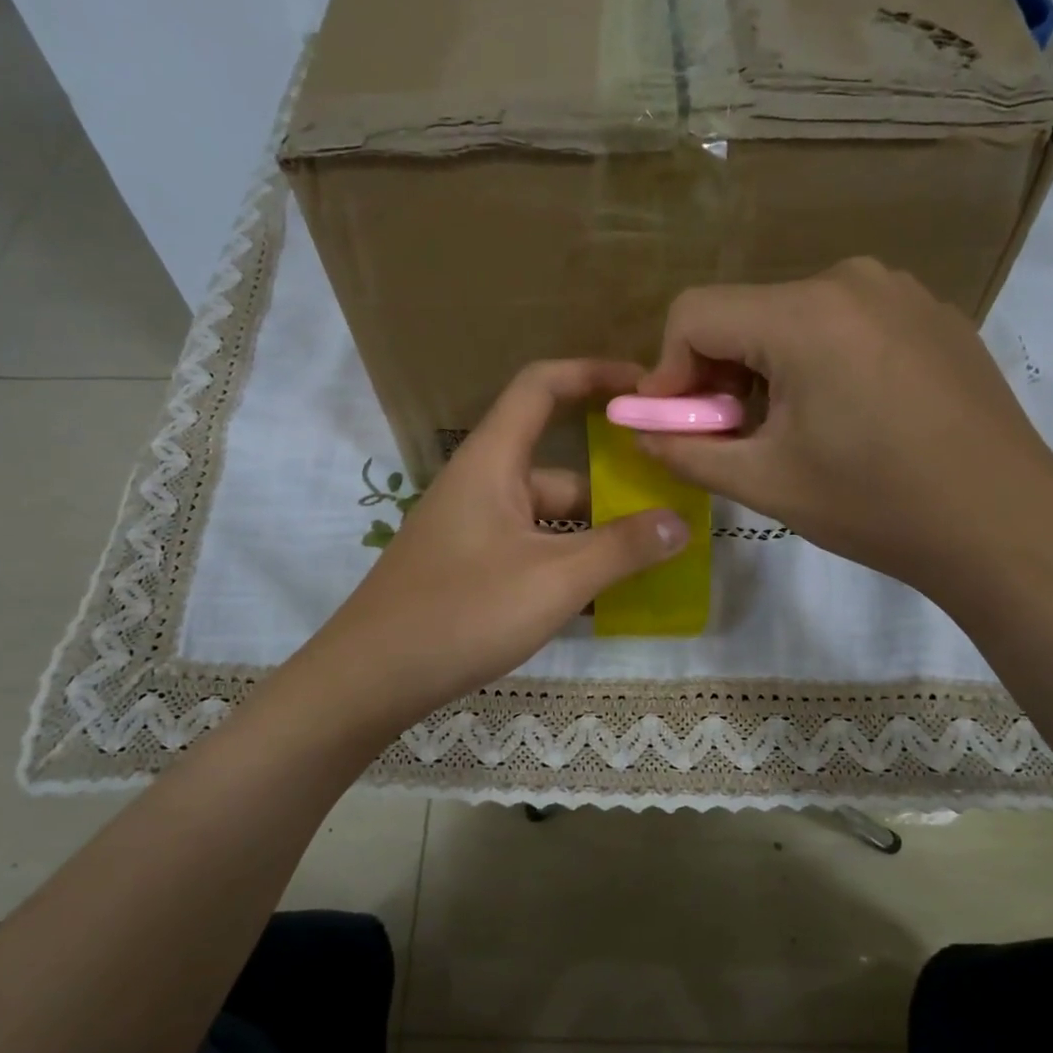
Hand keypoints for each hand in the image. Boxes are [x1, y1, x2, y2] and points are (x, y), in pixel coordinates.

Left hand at [310, 360, 688, 724]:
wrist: (371, 678)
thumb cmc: (463, 613)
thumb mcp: (554, 580)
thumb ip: (622, 549)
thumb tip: (681, 523)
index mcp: (492, 462)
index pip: (542, 386)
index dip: (594, 374)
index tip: (646, 390)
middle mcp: (482, 485)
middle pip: (559, 467)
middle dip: (614, 486)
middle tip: (672, 507)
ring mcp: (475, 530)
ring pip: (548, 518)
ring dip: (595, 535)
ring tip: (653, 560)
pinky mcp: (471, 569)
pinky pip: (532, 550)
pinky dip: (568, 564)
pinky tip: (605, 599)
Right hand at [635, 258, 1052, 630]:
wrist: (1003, 523)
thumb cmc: (875, 506)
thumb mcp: (765, 483)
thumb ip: (686, 451)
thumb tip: (640, 432)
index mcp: (805, 315)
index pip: (694, 313)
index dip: (666, 371)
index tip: (674, 424)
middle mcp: (851, 280)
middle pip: (745, 313)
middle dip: (717, 374)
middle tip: (726, 436)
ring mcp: (900, 291)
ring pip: (793, 318)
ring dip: (766, 370)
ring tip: (786, 431)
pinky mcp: (931, 314)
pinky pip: (844, 323)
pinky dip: (817, 361)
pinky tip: (843, 416)